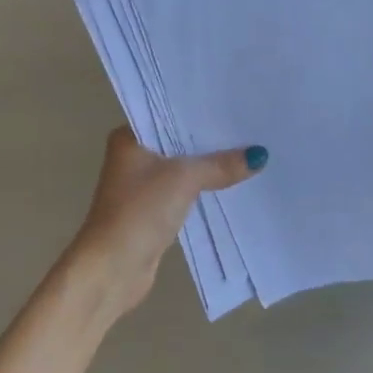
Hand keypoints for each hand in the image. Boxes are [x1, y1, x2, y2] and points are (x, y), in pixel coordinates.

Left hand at [67, 128, 266, 315]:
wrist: (113, 268)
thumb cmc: (140, 211)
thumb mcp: (184, 179)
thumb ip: (221, 165)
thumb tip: (259, 155)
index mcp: (130, 138)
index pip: (170, 114)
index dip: (201, 111)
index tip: (234, 104)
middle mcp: (134, 157)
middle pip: (180, 142)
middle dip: (211, 139)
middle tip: (250, 127)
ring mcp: (143, 186)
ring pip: (185, 168)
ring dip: (210, 166)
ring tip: (249, 151)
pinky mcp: (154, 211)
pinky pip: (186, 191)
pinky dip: (205, 188)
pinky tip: (234, 182)